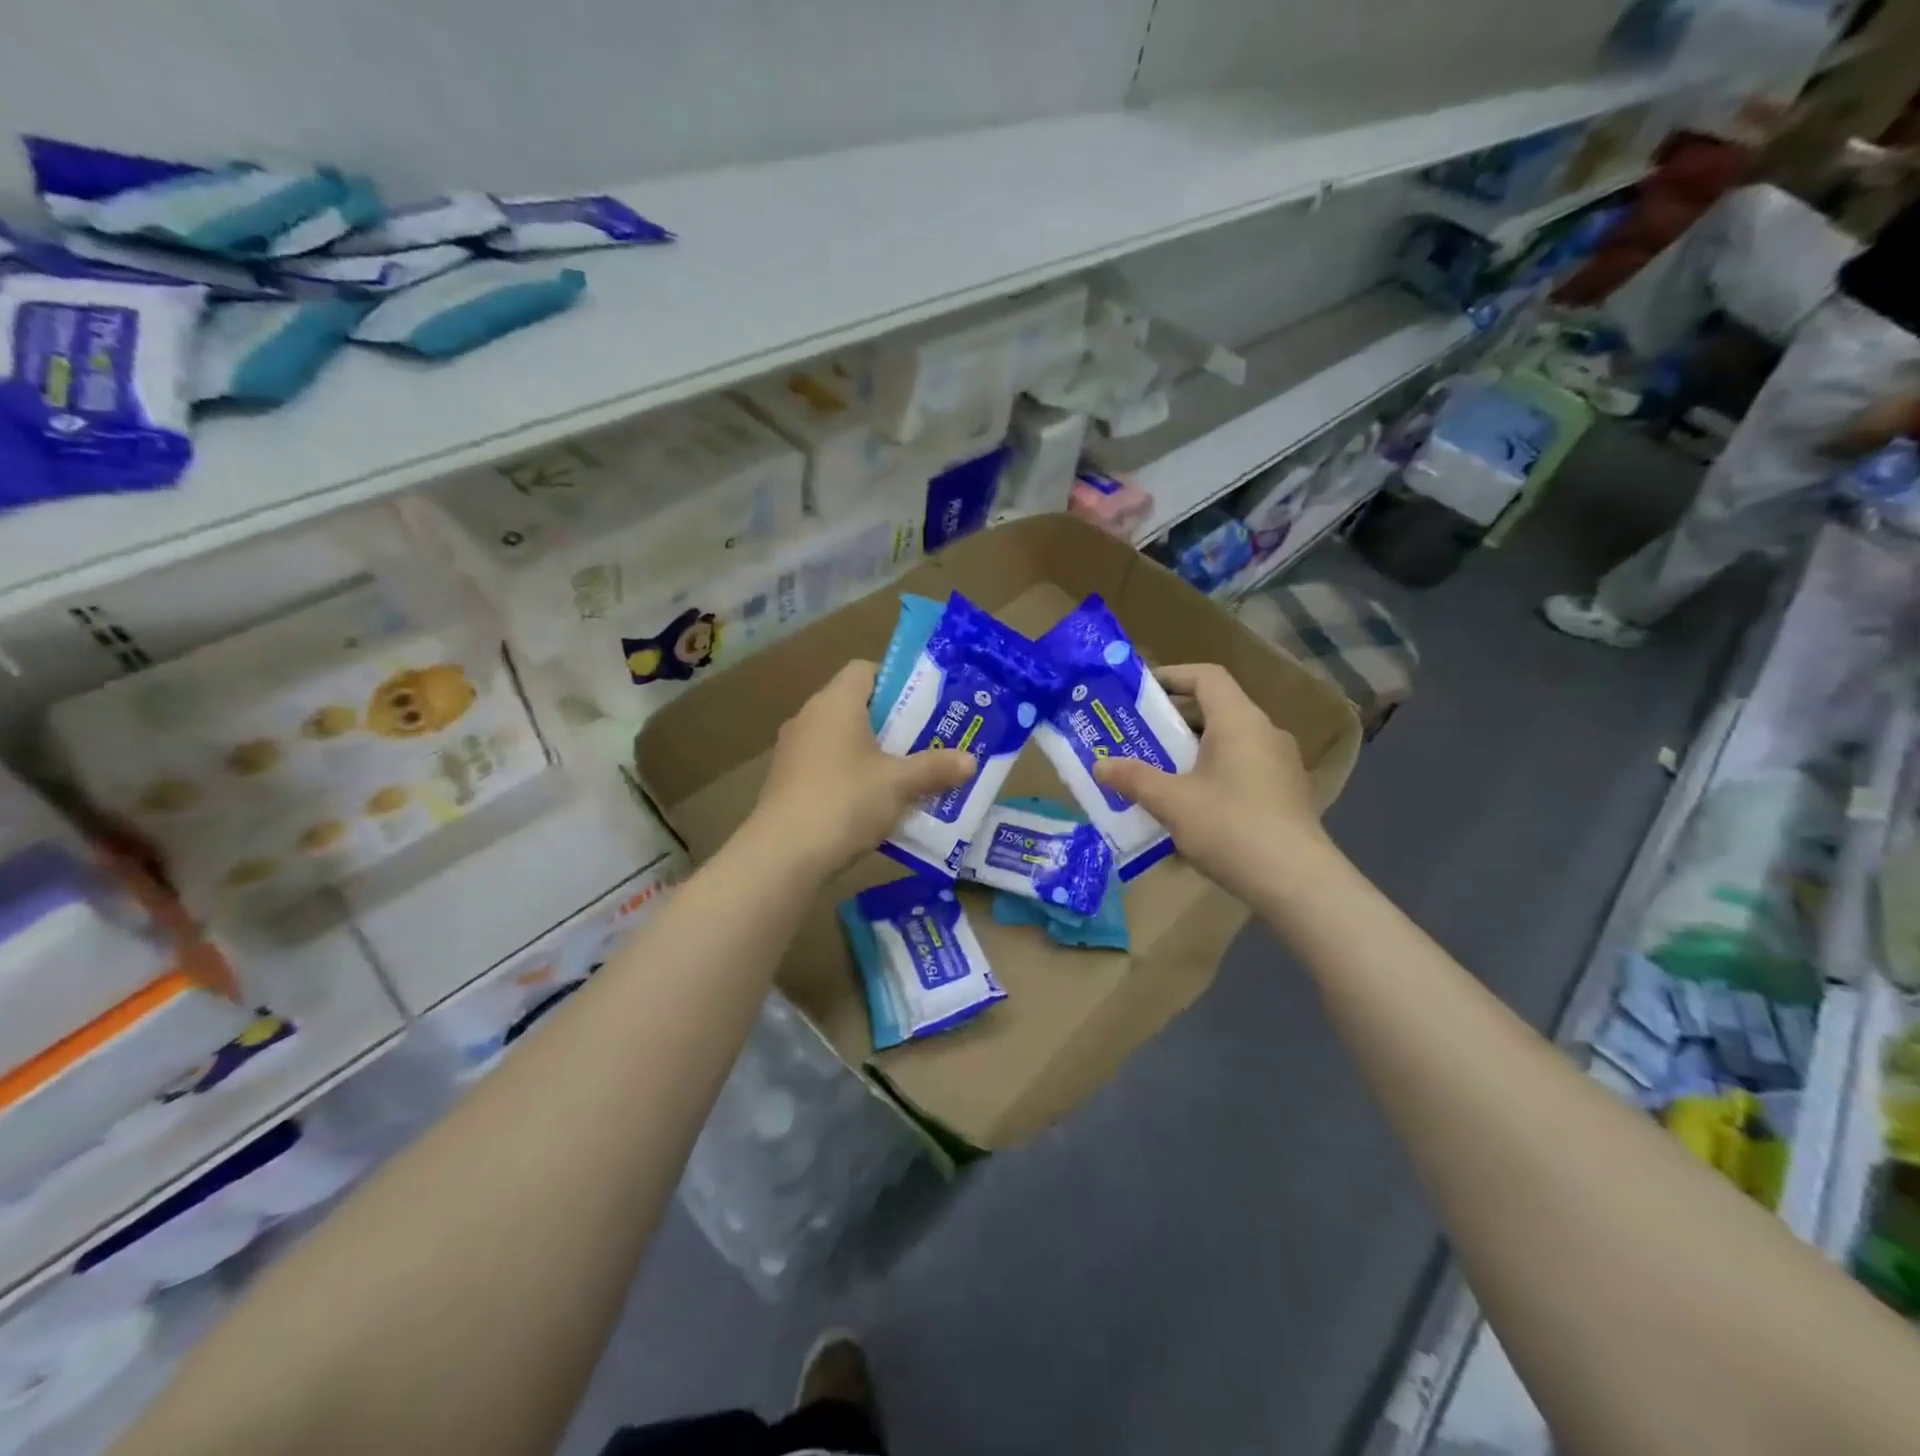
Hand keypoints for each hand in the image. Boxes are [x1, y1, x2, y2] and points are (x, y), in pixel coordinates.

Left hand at [748, 661, 973, 875]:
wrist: (784, 854)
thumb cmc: (846, 801)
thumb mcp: (899, 784)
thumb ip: (935, 768)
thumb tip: (971, 761)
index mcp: (835, 703)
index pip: (865, 670)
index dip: (896, 681)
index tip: (923, 705)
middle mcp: (809, 717)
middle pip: (855, 706)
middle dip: (891, 723)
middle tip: (925, 741)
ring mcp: (793, 751)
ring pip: (841, 740)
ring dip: (871, 754)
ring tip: (905, 775)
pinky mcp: (786, 782)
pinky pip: (826, 767)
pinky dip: (850, 777)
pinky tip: (874, 805)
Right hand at [1093, 663, 1328, 900]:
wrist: (1297, 882)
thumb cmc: (1231, 827)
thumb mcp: (1172, 802)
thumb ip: (1134, 778)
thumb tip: (1099, 765)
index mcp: (1239, 721)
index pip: (1206, 677)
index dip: (1172, 675)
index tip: (1139, 693)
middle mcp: (1264, 733)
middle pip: (1215, 709)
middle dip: (1173, 720)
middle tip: (1136, 735)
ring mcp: (1279, 764)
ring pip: (1228, 741)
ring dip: (1191, 750)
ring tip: (1156, 770)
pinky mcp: (1284, 793)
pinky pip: (1241, 767)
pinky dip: (1211, 772)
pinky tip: (1189, 804)